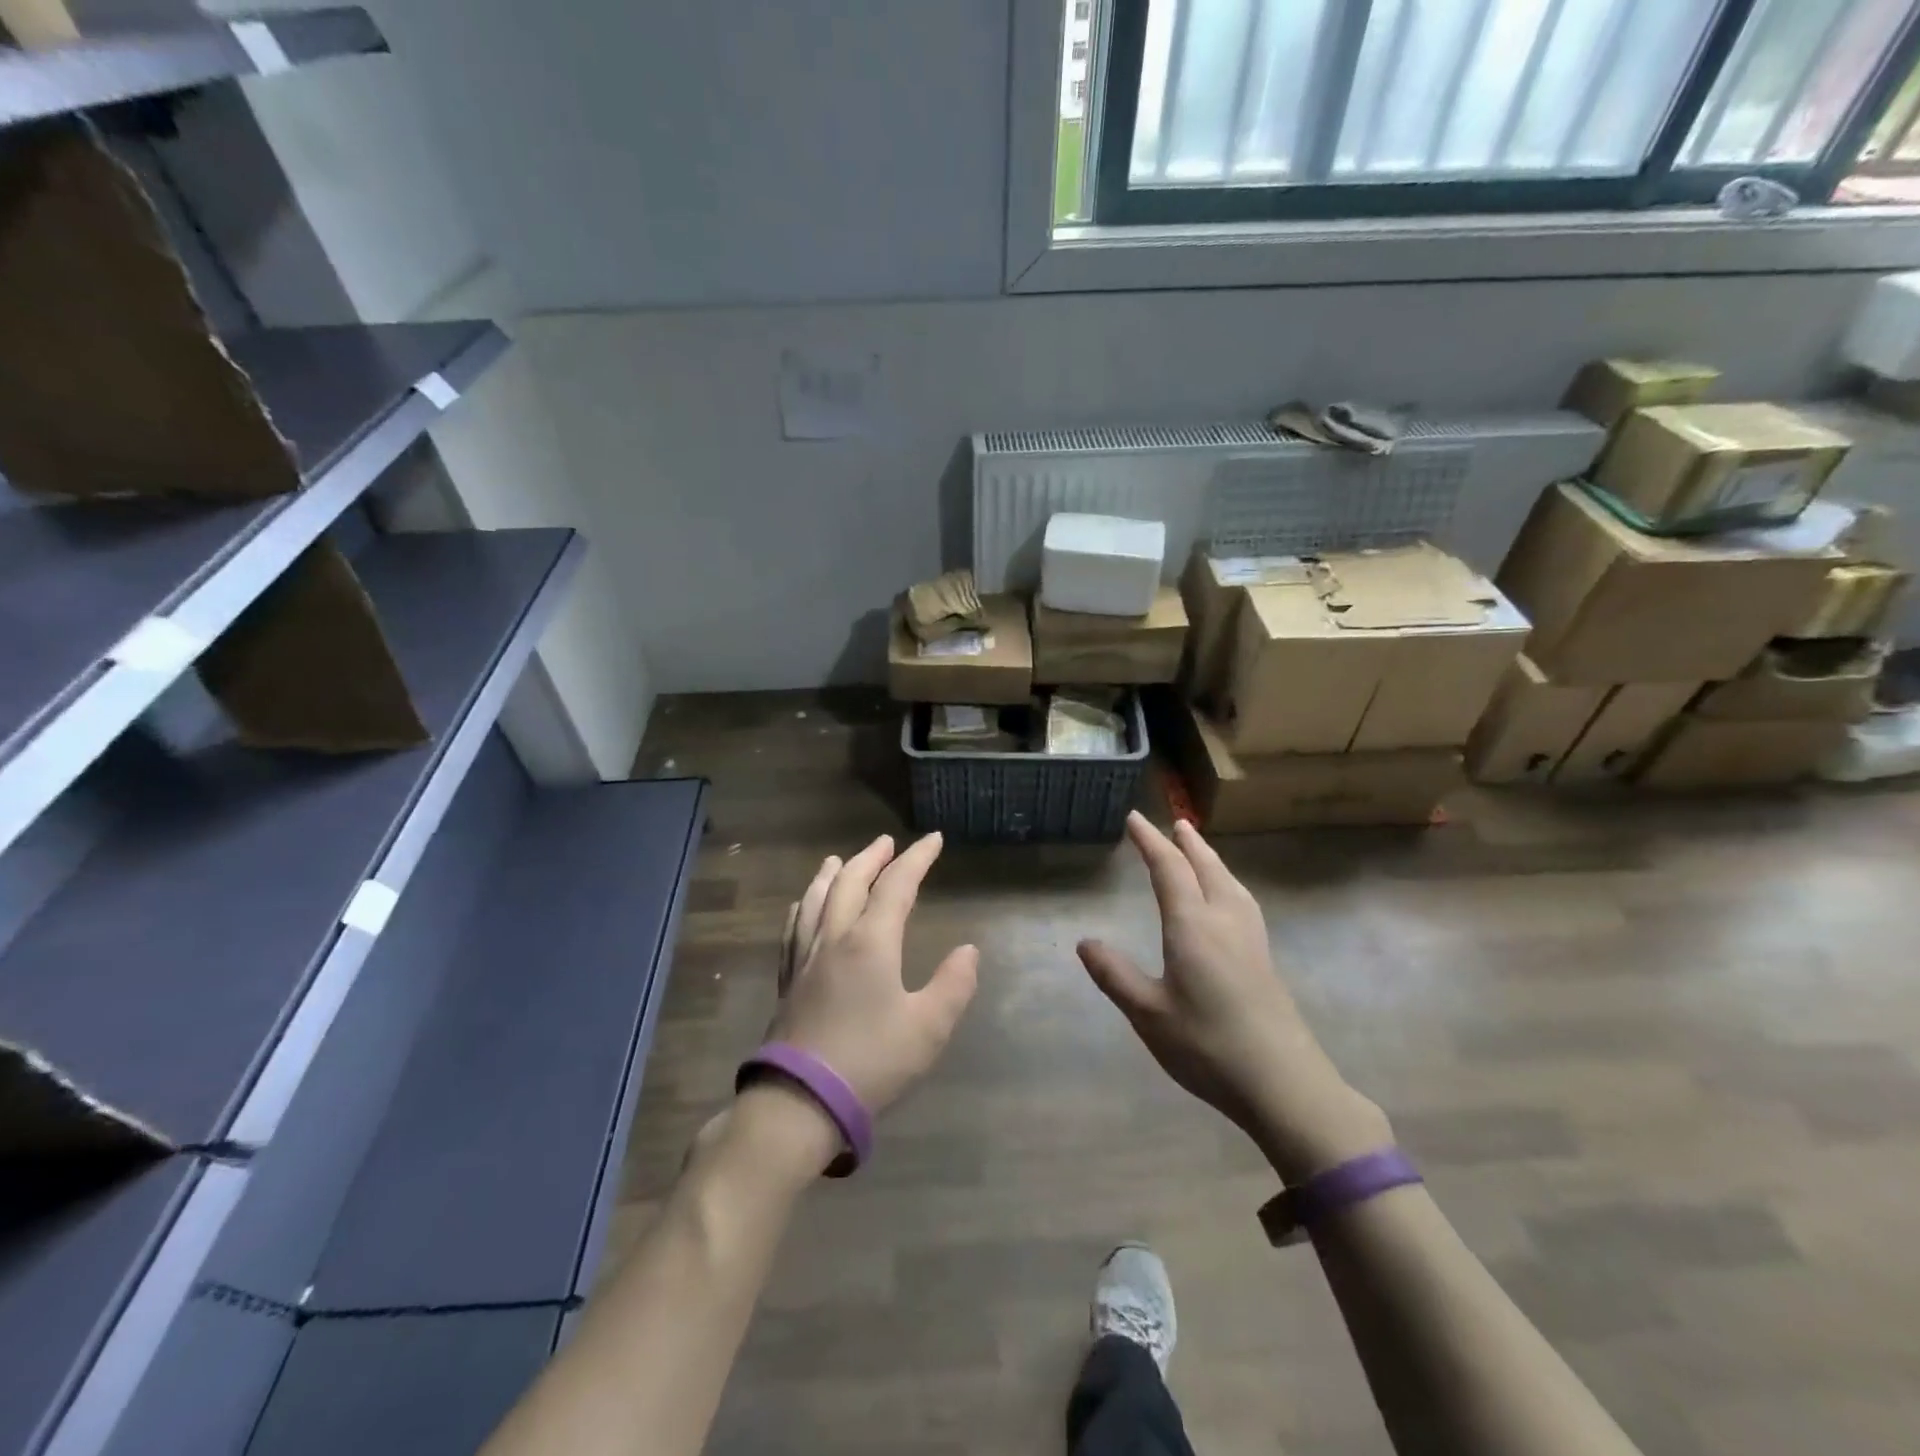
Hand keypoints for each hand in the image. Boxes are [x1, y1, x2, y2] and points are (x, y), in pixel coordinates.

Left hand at [764, 832, 978, 1116]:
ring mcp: (805, 958)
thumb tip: (968, 951)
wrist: (800, 1101)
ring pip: (816, 900)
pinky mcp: (787, 981)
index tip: (933, 839)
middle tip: (886, 843)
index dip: (917, 859)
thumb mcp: (928, 1028)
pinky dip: (803, 906)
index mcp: (871, 942)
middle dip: (871, 858)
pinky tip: (802, 906)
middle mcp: (834, 938)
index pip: (897, 885)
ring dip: (832, 874)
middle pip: (850, 882)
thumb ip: (953, 985)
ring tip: (838, 859)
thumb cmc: (871, 1062)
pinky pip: (794, 928)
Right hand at [1078, 813, 1389, 1182]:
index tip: (1134, 819)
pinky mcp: (1265, 959)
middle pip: (1206, 868)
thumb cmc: (1207, 1045)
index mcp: (1192, 926)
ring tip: (1200, 849)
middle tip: (1175, 822)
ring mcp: (1250, 939)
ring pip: (1230, 882)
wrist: (1283, 1083)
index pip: (1169, 870)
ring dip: (1211, 859)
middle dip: (1187, 843)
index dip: (1150, 842)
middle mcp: (1224, 921)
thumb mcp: (1148, 1013)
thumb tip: (1085, 942)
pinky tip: (1229, 898)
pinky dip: (1227, 882)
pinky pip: (1242, 901)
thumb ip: (1115, 975)